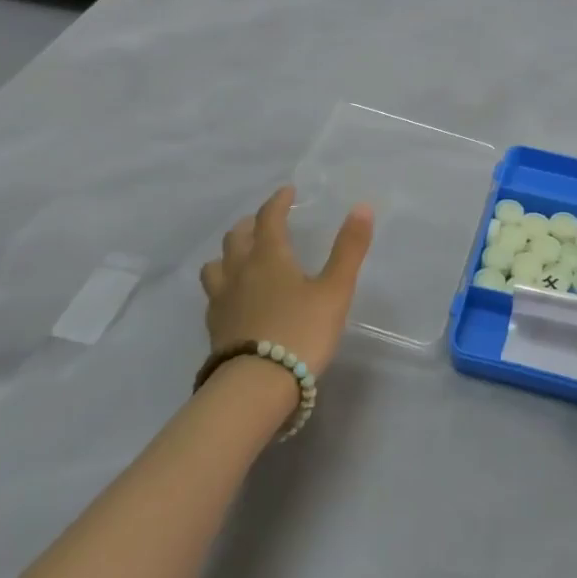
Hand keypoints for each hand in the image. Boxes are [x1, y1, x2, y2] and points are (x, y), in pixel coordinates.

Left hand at [200, 186, 374, 375]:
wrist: (256, 385)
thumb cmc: (301, 331)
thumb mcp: (335, 290)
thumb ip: (349, 249)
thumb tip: (362, 207)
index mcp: (269, 256)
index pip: (269, 218)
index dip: (278, 201)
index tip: (287, 192)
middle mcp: (240, 271)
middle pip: (237, 237)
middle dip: (251, 224)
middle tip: (264, 222)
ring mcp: (222, 300)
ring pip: (217, 265)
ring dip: (229, 253)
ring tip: (241, 257)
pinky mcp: (215, 328)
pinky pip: (214, 294)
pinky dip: (224, 285)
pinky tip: (234, 298)